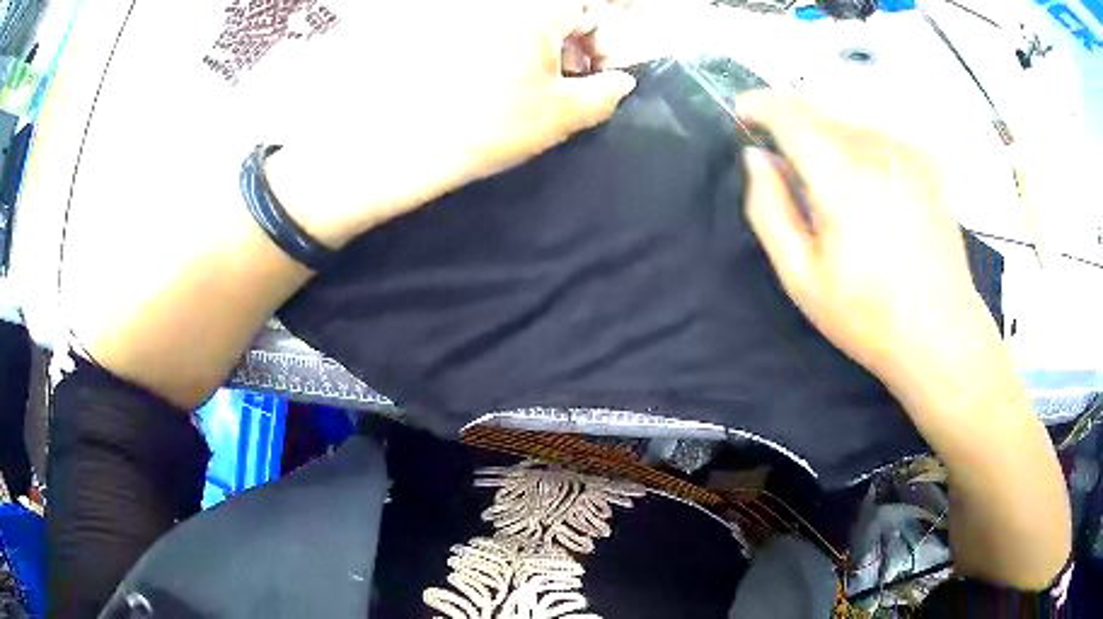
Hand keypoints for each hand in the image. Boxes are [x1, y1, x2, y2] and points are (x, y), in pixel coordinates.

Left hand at [254, 0, 640, 247]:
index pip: (596, 7)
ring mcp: (468, 13)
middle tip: (579, 78)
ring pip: (527, 18)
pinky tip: (503, 76)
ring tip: (539, 83)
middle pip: (561, 9)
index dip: (612, 37)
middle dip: (581, 38)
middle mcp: (503, 3)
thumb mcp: (560, 114)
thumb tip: (621, 82)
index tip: (609, 69)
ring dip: (546, 42)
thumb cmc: (487, 125)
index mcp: (539, 7)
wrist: (396, 144)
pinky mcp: (441, 25)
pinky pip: (494, 25)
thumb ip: (605, 93)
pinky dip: (511, 44)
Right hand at [738, 92, 999, 391]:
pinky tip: (874, 200)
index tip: (744, 116)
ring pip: (849, 128)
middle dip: (797, 138)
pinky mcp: (926, 164)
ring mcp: (907, 153)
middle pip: (819, 117)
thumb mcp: (802, 277)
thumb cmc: (870, 316)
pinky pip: (878, 141)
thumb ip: (769, 208)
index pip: (790, 111)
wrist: (942, 335)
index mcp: (844, 174)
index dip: (760, 105)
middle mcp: (878, 149)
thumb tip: (756, 158)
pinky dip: (862, 155)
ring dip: (831, 149)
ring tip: (842, 205)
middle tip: (798, 188)